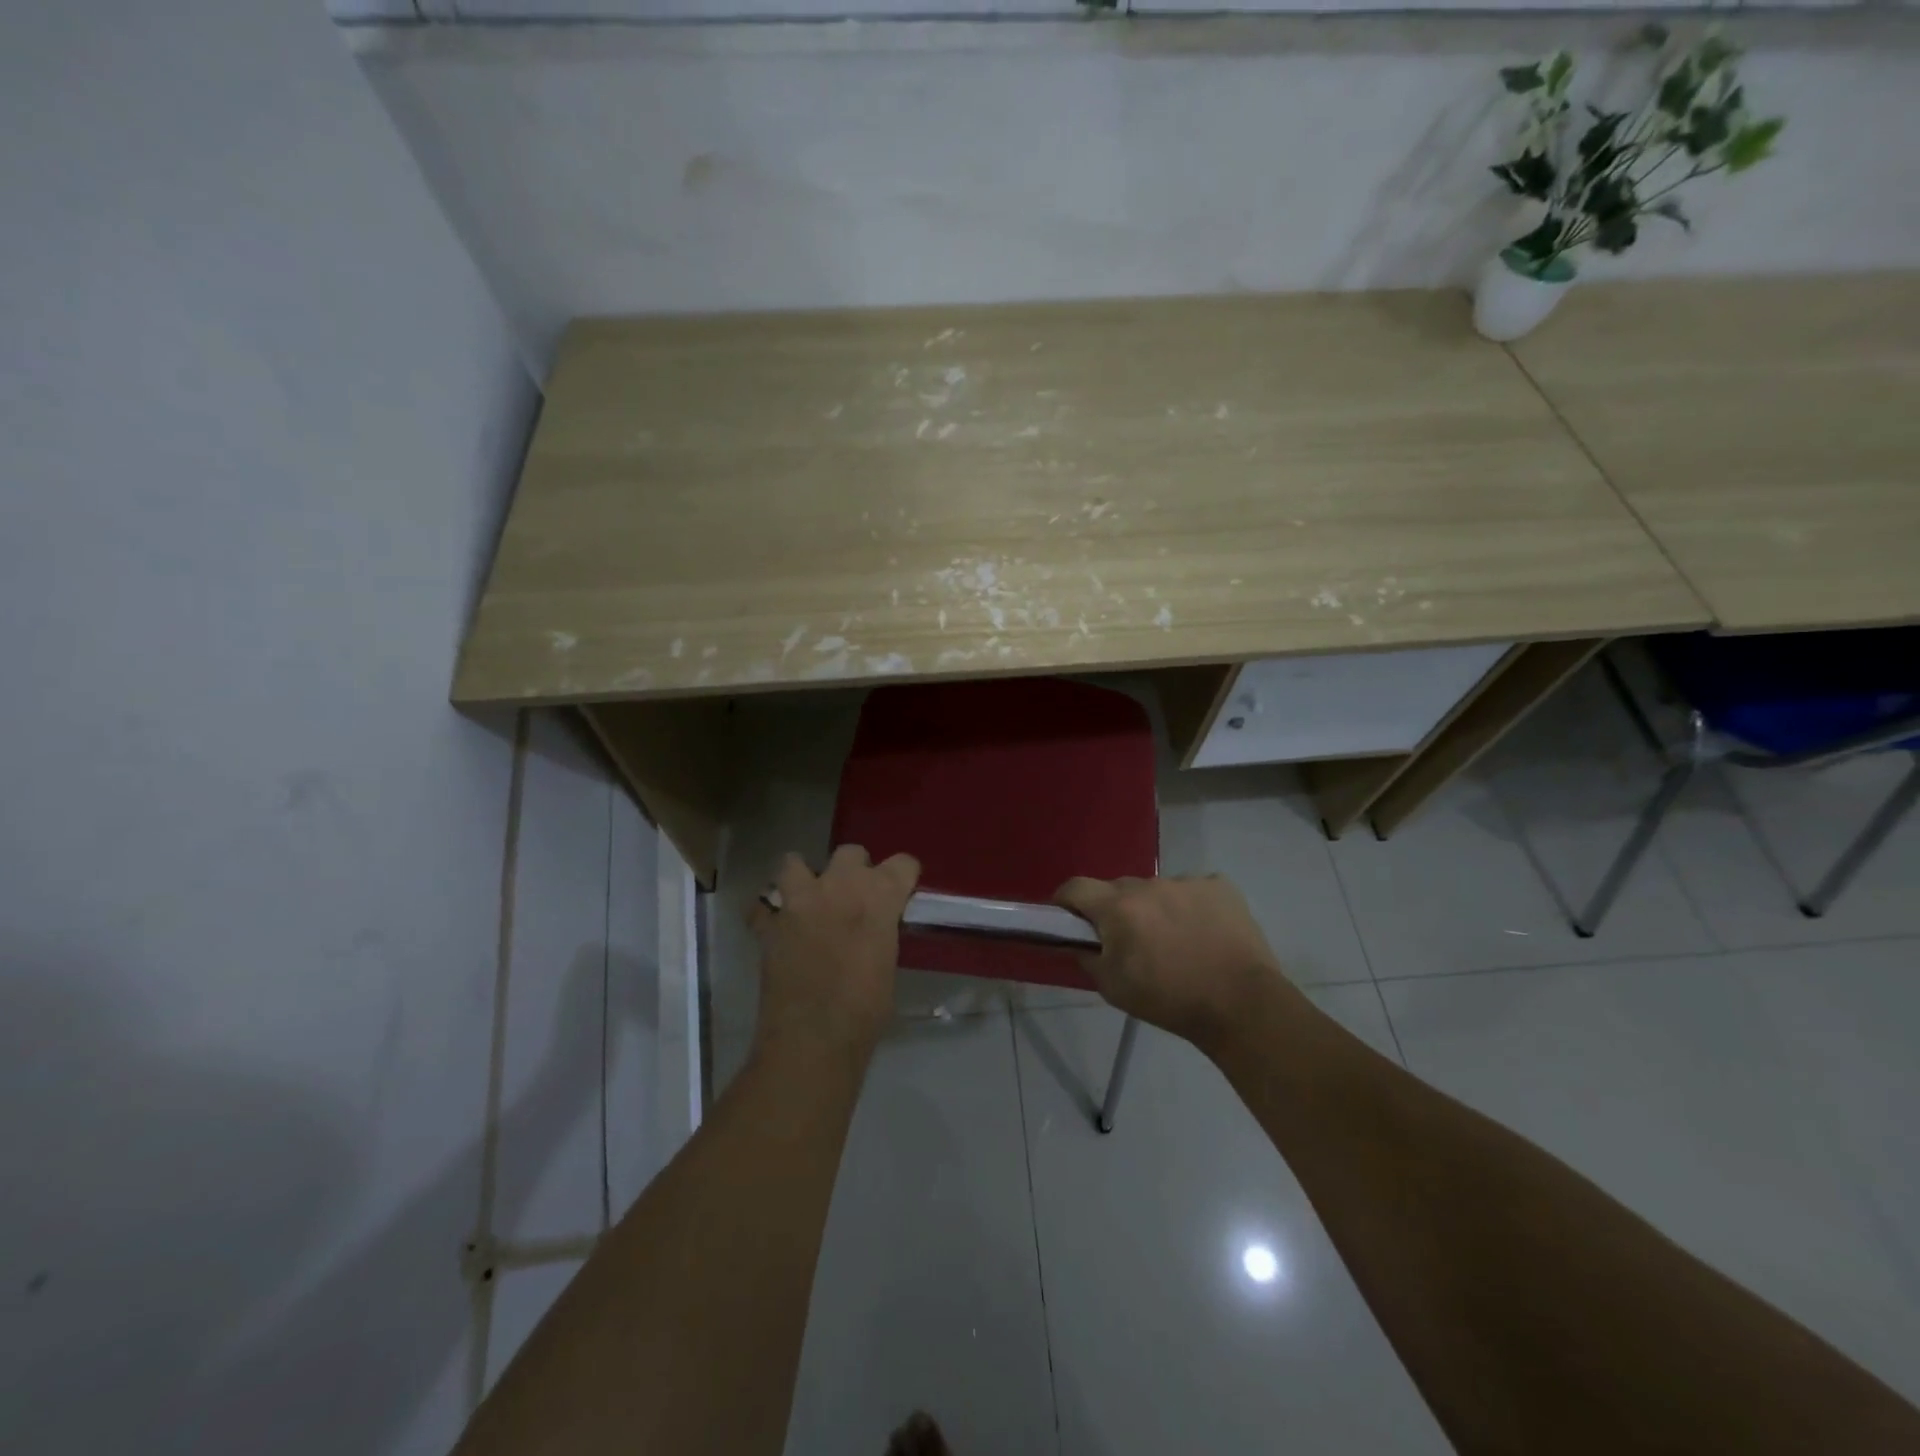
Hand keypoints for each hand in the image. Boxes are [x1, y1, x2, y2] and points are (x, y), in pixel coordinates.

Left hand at [748, 845, 920, 1060]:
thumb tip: (874, 930)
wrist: (813, 1039)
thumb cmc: (865, 1011)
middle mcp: (839, 887)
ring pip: (794, 863)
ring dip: (804, 877)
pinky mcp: (769, 924)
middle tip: (854, 898)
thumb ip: (881, 933)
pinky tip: (779, 928)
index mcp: (879, 897)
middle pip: (850, 853)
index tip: (900, 894)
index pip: (902, 863)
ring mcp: (799, 901)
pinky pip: (763, 905)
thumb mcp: (887, 964)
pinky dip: (770, 913)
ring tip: (809, 900)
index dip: (903, 877)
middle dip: (855, 870)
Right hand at [1054, 875, 1287, 1051]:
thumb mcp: (1113, 988)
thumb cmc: (1169, 1000)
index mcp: (1118, 907)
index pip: (1076, 887)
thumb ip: (1088, 957)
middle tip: (1128, 941)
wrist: (1241, 1005)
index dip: (1066, 901)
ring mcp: (1187, 882)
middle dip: (1115, 910)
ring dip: (1155, 908)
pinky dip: (1191, 907)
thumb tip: (1078, 941)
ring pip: (1157, 890)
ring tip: (1174, 941)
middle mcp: (1149, 885)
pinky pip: (1193, 890)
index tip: (1067, 917)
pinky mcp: (1220, 886)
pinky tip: (1203, 934)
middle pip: (1118, 889)